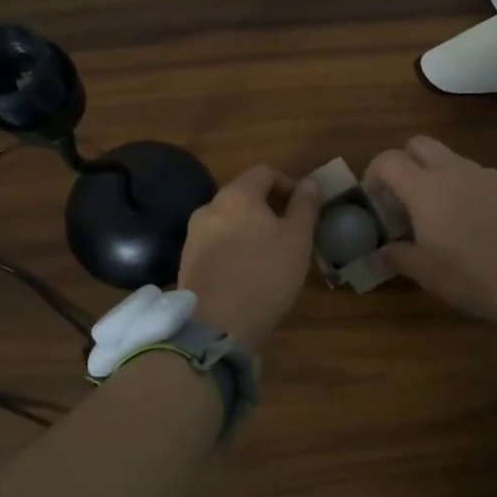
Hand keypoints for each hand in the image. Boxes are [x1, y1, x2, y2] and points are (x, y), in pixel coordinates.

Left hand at [177, 166, 321, 348]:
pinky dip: (235, 249)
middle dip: (270, 209)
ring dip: (252, 230)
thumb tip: (309, 183)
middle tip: (292, 234)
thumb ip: (305, 207)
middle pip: (245, 196)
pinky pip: (217, 244)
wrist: (215, 324)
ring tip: (272, 256)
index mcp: (237, 195)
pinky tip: (248, 274)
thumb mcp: (297, 240)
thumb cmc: (264, 275)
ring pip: (230, 221)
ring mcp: (194, 235)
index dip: (289, 184)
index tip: (305, 209)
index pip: (265, 172)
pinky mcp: (187, 261)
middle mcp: (210, 207)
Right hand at [366, 136, 496, 349]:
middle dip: (404, 164)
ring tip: (440, 216)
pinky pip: (479, 177)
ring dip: (436, 177)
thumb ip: (395, 257)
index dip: (373, 175)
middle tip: (403, 200)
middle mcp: (455, 171)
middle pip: (419, 144)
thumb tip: (378, 254)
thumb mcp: (425, 273)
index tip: (375, 202)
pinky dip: (466, 190)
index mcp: (426, 188)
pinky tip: (475, 224)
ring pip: (451, 160)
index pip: (388, 160)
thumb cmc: (473, 277)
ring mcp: (488, 176)